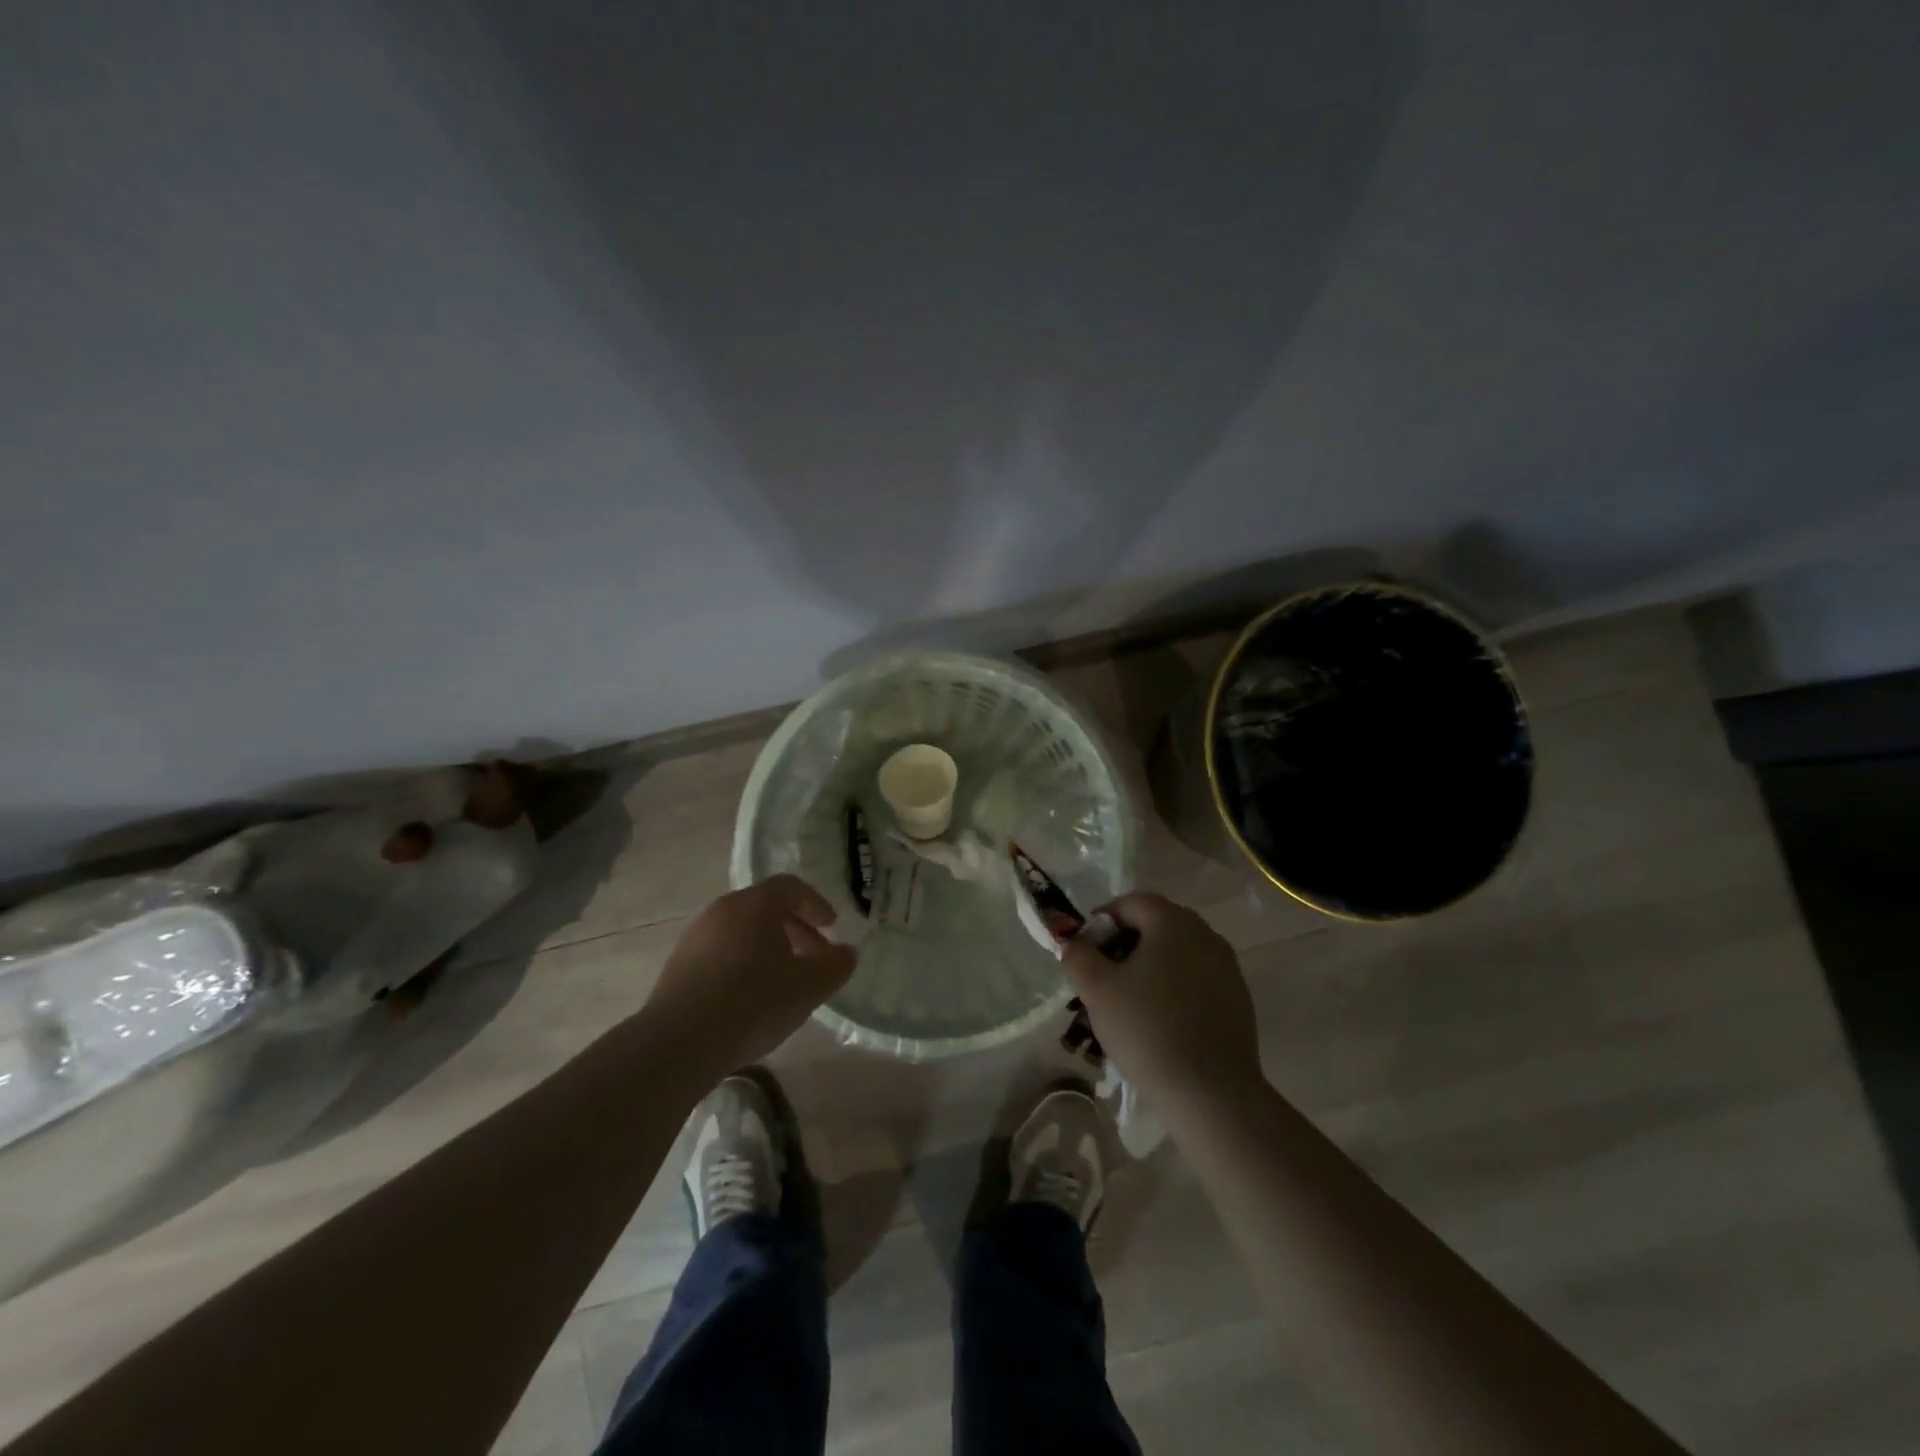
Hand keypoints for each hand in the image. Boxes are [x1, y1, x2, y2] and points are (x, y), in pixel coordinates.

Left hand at [646, 875, 856, 1074]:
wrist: (677, 1044)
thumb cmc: (752, 1003)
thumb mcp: (809, 987)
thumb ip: (835, 965)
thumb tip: (846, 953)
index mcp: (754, 904)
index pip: (791, 886)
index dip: (816, 904)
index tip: (832, 927)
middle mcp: (722, 910)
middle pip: (766, 907)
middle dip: (796, 929)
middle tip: (814, 957)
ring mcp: (696, 936)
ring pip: (743, 930)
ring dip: (769, 947)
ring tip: (784, 981)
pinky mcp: (679, 964)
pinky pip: (722, 951)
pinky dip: (744, 962)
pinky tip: (751, 997)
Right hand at [1062, 893, 1263, 1106]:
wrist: (1211, 1092)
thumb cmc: (1147, 1030)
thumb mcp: (1096, 990)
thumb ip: (1078, 956)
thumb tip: (1076, 944)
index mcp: (1173, 922)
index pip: (1131, 903)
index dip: (1102, 921)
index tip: (1086, 953)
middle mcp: (1205, 935)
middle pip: (1156, 925)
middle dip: (1125, 944)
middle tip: (1103, 977)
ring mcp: (1227, 967)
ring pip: (1177, 954)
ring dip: (1149, 967)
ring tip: (1128, 1003)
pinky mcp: (1238, 999)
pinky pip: (1197, 979)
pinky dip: (1174, 988)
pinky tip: (1160, 1022)